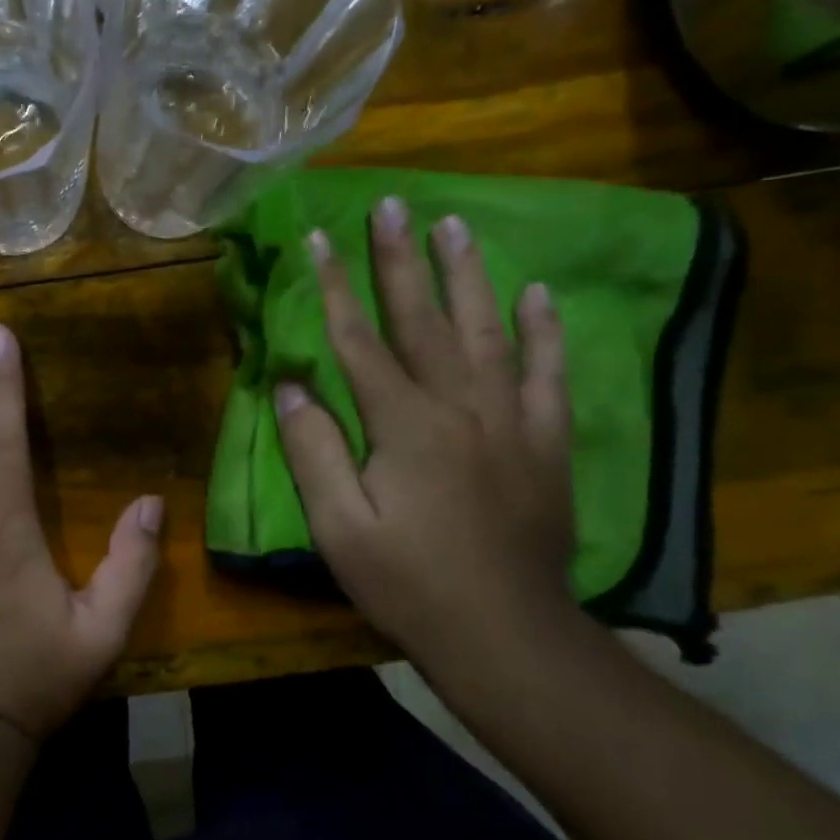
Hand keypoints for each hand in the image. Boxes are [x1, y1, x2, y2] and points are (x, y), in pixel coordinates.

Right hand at [274, 199, 574, 662]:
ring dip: (467, 275)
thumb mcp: (339, 527)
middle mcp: (460, 405)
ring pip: (487, 330)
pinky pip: (547, 374)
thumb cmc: (407, 583)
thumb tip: (292, 384)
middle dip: (401, 259)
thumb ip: (313, 450)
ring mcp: (510, 420)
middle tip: (393, 204)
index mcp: (404, 423)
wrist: (505, 635)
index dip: (336, 286)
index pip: (360, 339)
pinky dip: (543, 332)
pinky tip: (537, 295)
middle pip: (423, 319)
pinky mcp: (545, 443)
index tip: (319, 237)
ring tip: (455, 225)